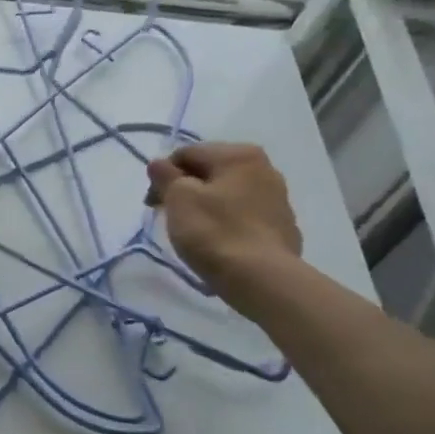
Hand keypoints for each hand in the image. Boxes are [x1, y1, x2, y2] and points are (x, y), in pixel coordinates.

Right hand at [146, 143, 302, 311]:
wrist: (262, 279)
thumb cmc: (214, 232)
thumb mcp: (179, 198)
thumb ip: (165, 176)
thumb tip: (158, 163)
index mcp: (239, 155)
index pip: (187, 154)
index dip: (163, 175)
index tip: (152, 204)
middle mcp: (264, 168)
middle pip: (209, 172)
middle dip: (185, 190)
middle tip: (169, 217)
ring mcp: (277, 199)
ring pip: (227, 194)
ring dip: (205, 206)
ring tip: (192, 232)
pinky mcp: (282, 227)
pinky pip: (243, 216)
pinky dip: (226, 223)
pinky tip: (217, 243)